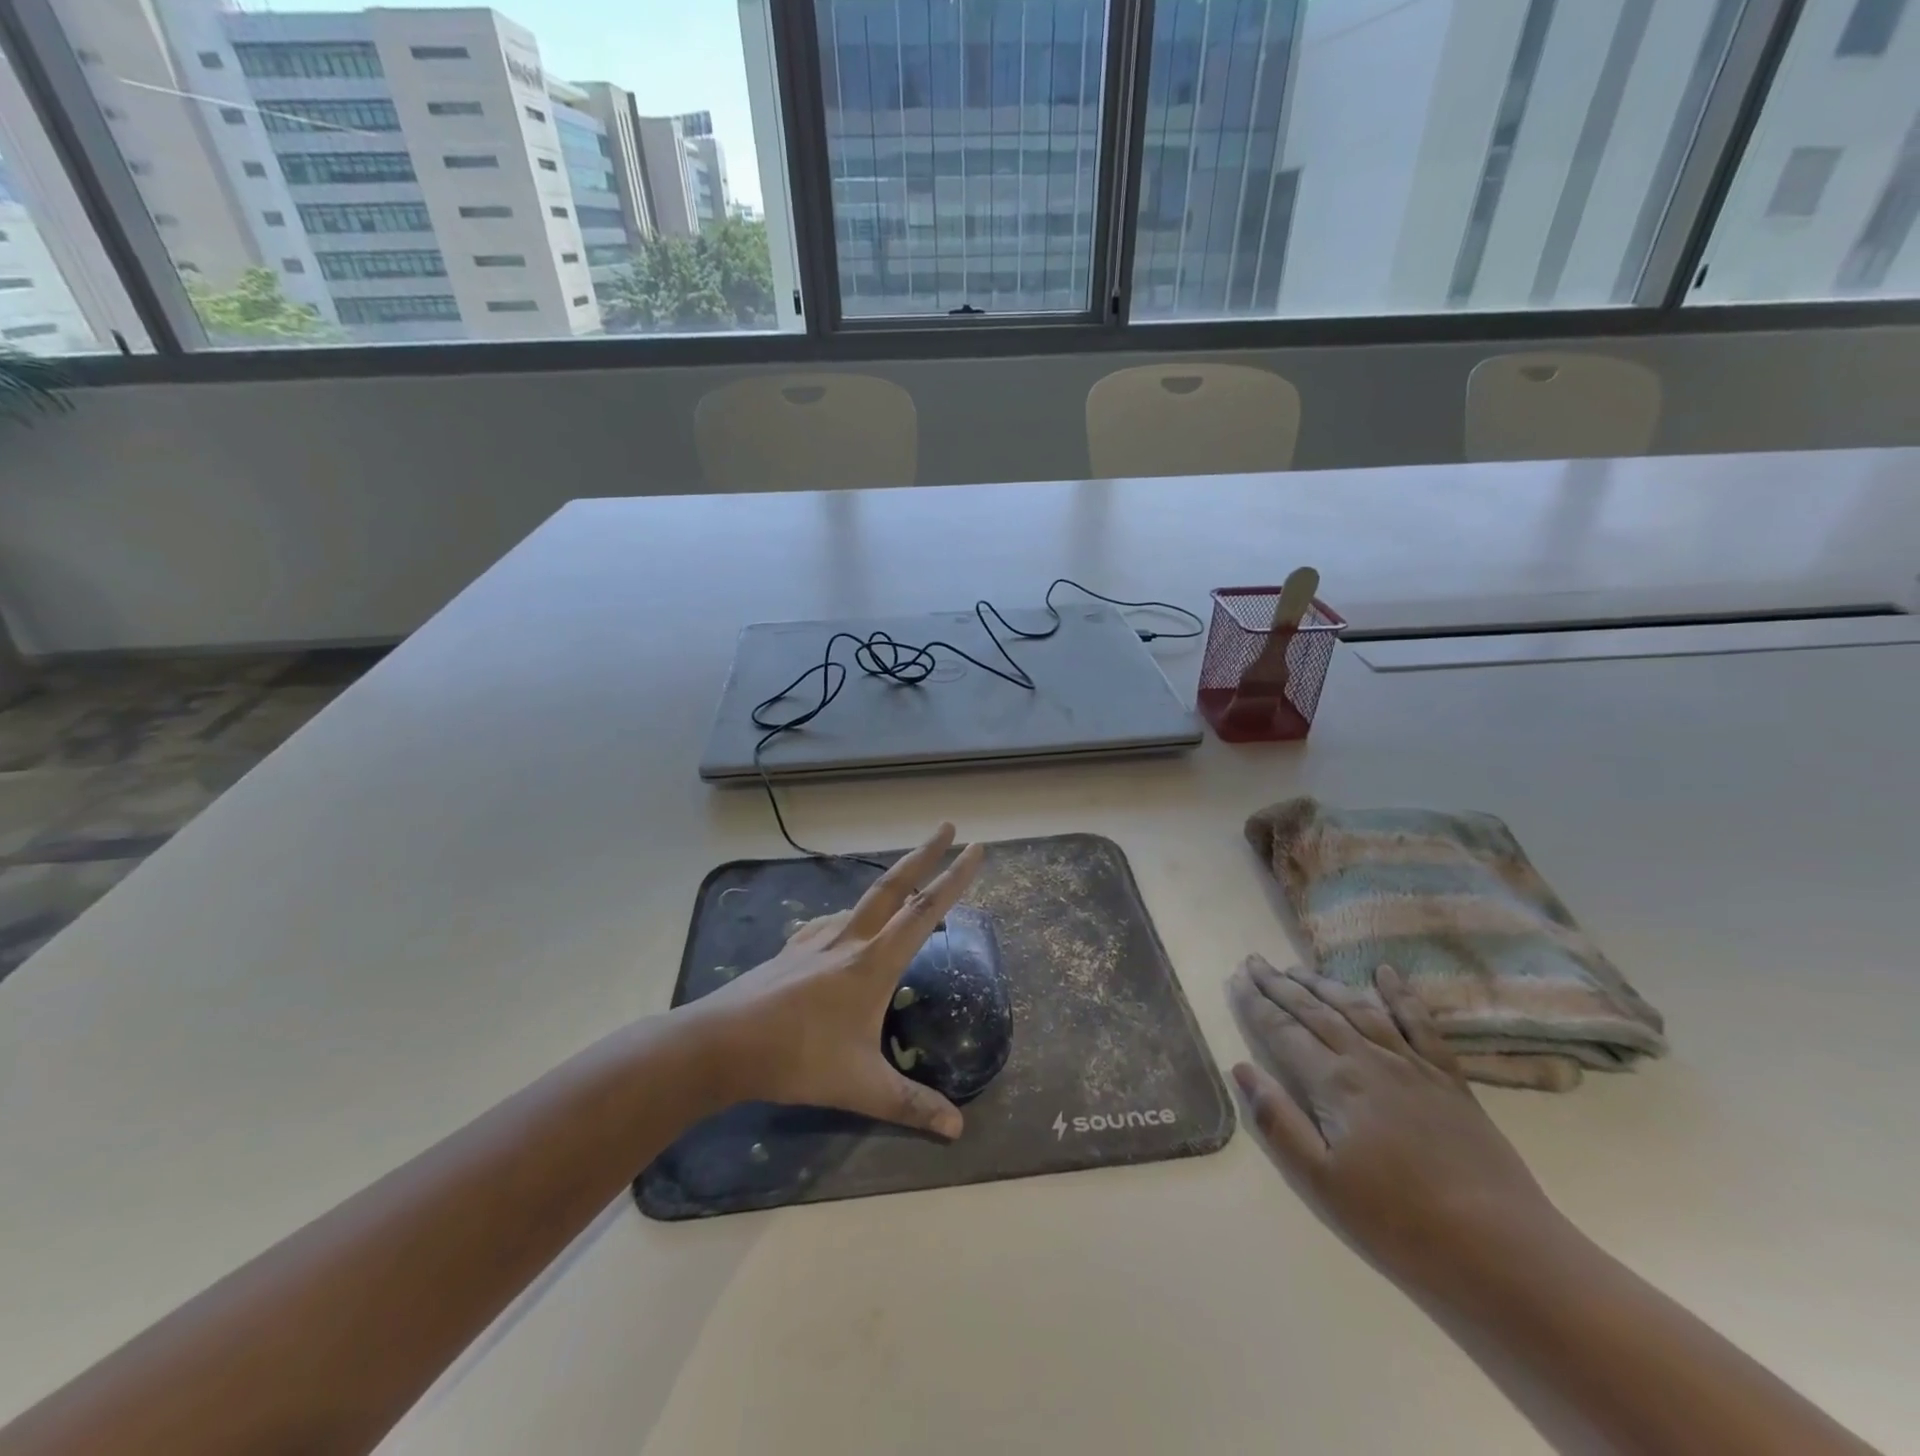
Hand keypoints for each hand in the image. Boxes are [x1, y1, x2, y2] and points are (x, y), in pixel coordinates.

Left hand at [687, 824, 984, 1138]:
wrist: (722, 1044)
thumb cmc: (798, 1059)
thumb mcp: (860, 1087)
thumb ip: (910, 1105)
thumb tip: (958, 1130)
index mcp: (874, 962)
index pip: (925, 911)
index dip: (955, 879)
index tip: (976, 849)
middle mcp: (849, 939)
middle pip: (894, 885)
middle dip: (924, 853)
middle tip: (947, 826)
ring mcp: (816, 940)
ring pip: (862, 901)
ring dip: (889, 885)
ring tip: (903, 889)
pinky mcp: (792, 949)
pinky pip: (832, 922)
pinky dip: (852, 915)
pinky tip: (845, 927)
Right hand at [1228, 957, 1560, 1292]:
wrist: (1503, 1249)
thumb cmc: (1400, 1222)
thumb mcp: (1322, 1182)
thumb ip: (1279, 1122)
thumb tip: (1243, 1069)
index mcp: (1335, 1082)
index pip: (1283, 1031)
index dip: (1256, 1004)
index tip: (1235, 979)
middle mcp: (1370, 1060)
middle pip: (1315, 1011)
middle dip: (1280, 985)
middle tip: (1254, 961)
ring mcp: (1413, 1065)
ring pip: (1358, 1009)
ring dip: (1324, 984)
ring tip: (1297, 968)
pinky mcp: (1449, 1080)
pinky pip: (1421, 1025)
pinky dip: (1401, 995)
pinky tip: (1386, 974)